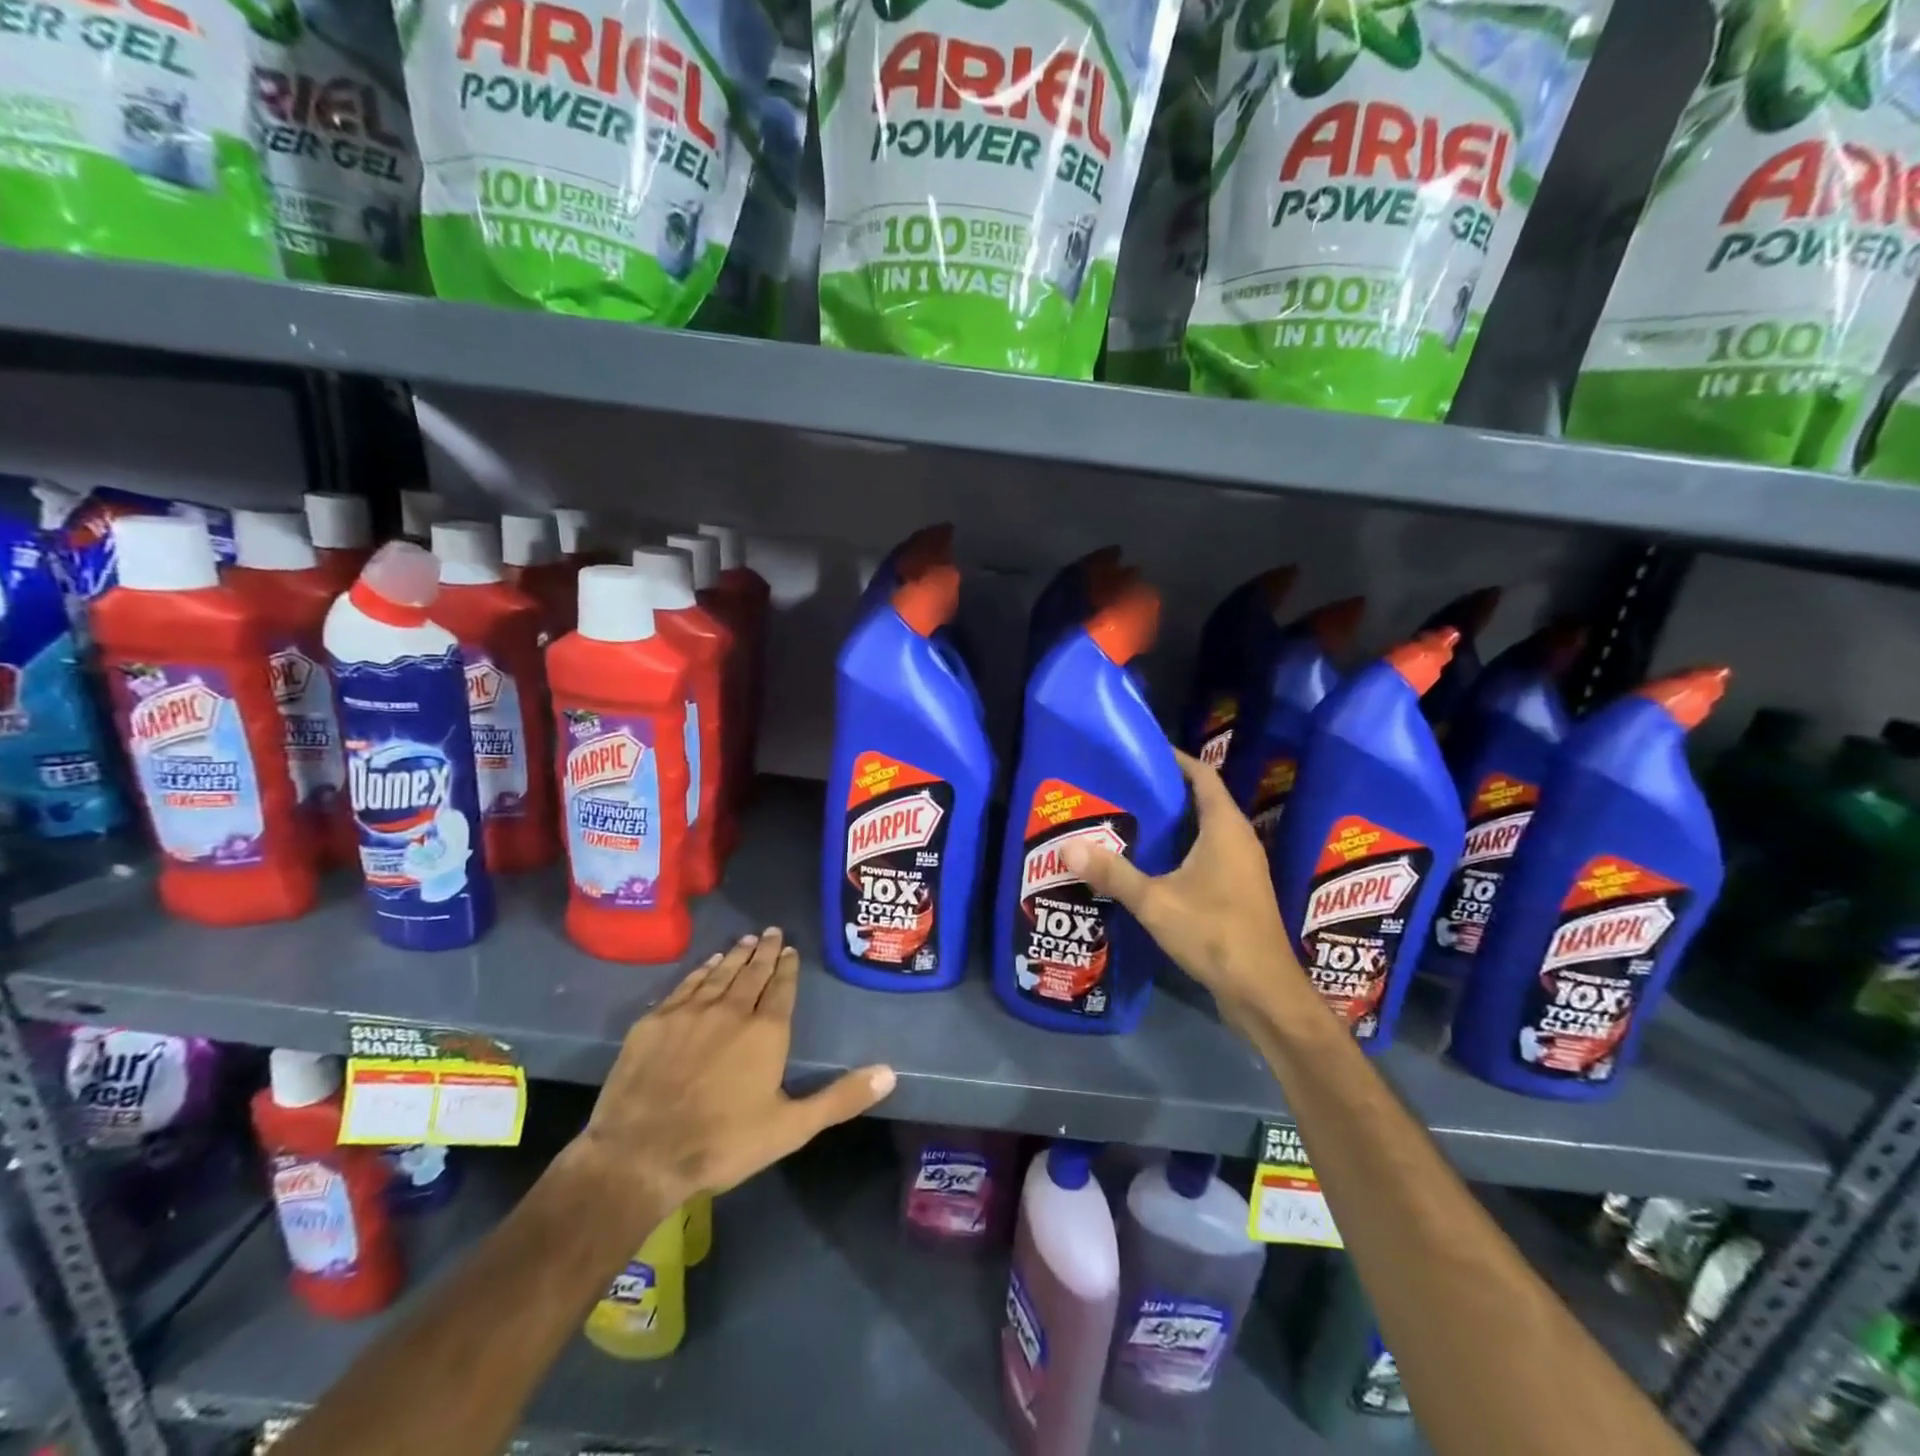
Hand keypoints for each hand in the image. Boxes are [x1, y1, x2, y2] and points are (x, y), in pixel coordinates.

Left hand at [564, 929, 895, 1246]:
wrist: (640, 1154)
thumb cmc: (723, 1143)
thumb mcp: (791, 1128)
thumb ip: (840, 1098)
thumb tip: (890, 1072)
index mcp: (766, 1031)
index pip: (781, 988)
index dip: (787, 967)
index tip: (789, 949)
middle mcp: (731, 1010)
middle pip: (751, 972)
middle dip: (764, 951)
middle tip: (771, 931)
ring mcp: (690, 1012)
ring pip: (719, 973)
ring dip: (734, 955)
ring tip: (744, 940)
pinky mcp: (655, 1021)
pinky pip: (685, 985)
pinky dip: (700, 971)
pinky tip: (705, 965)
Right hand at [1062, 749, 1301, 1029]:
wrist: (1263, 991)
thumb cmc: (1215, 933)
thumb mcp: (1156, 901)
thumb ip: (1113, 874)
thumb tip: (1067, 847)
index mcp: (1226, 828)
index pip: (1203, 776)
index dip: (1176, 759)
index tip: (1142, 750)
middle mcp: (1239, 840)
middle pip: (1202, 800)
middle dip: (1165, 790)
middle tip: (1123, 786)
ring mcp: (1242, 867)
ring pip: (1205, 830)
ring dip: (1173, 822)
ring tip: (1129, 819)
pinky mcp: (1239, 891)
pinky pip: (1208, 854)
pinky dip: (1181, 849)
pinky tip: (1150, 863)